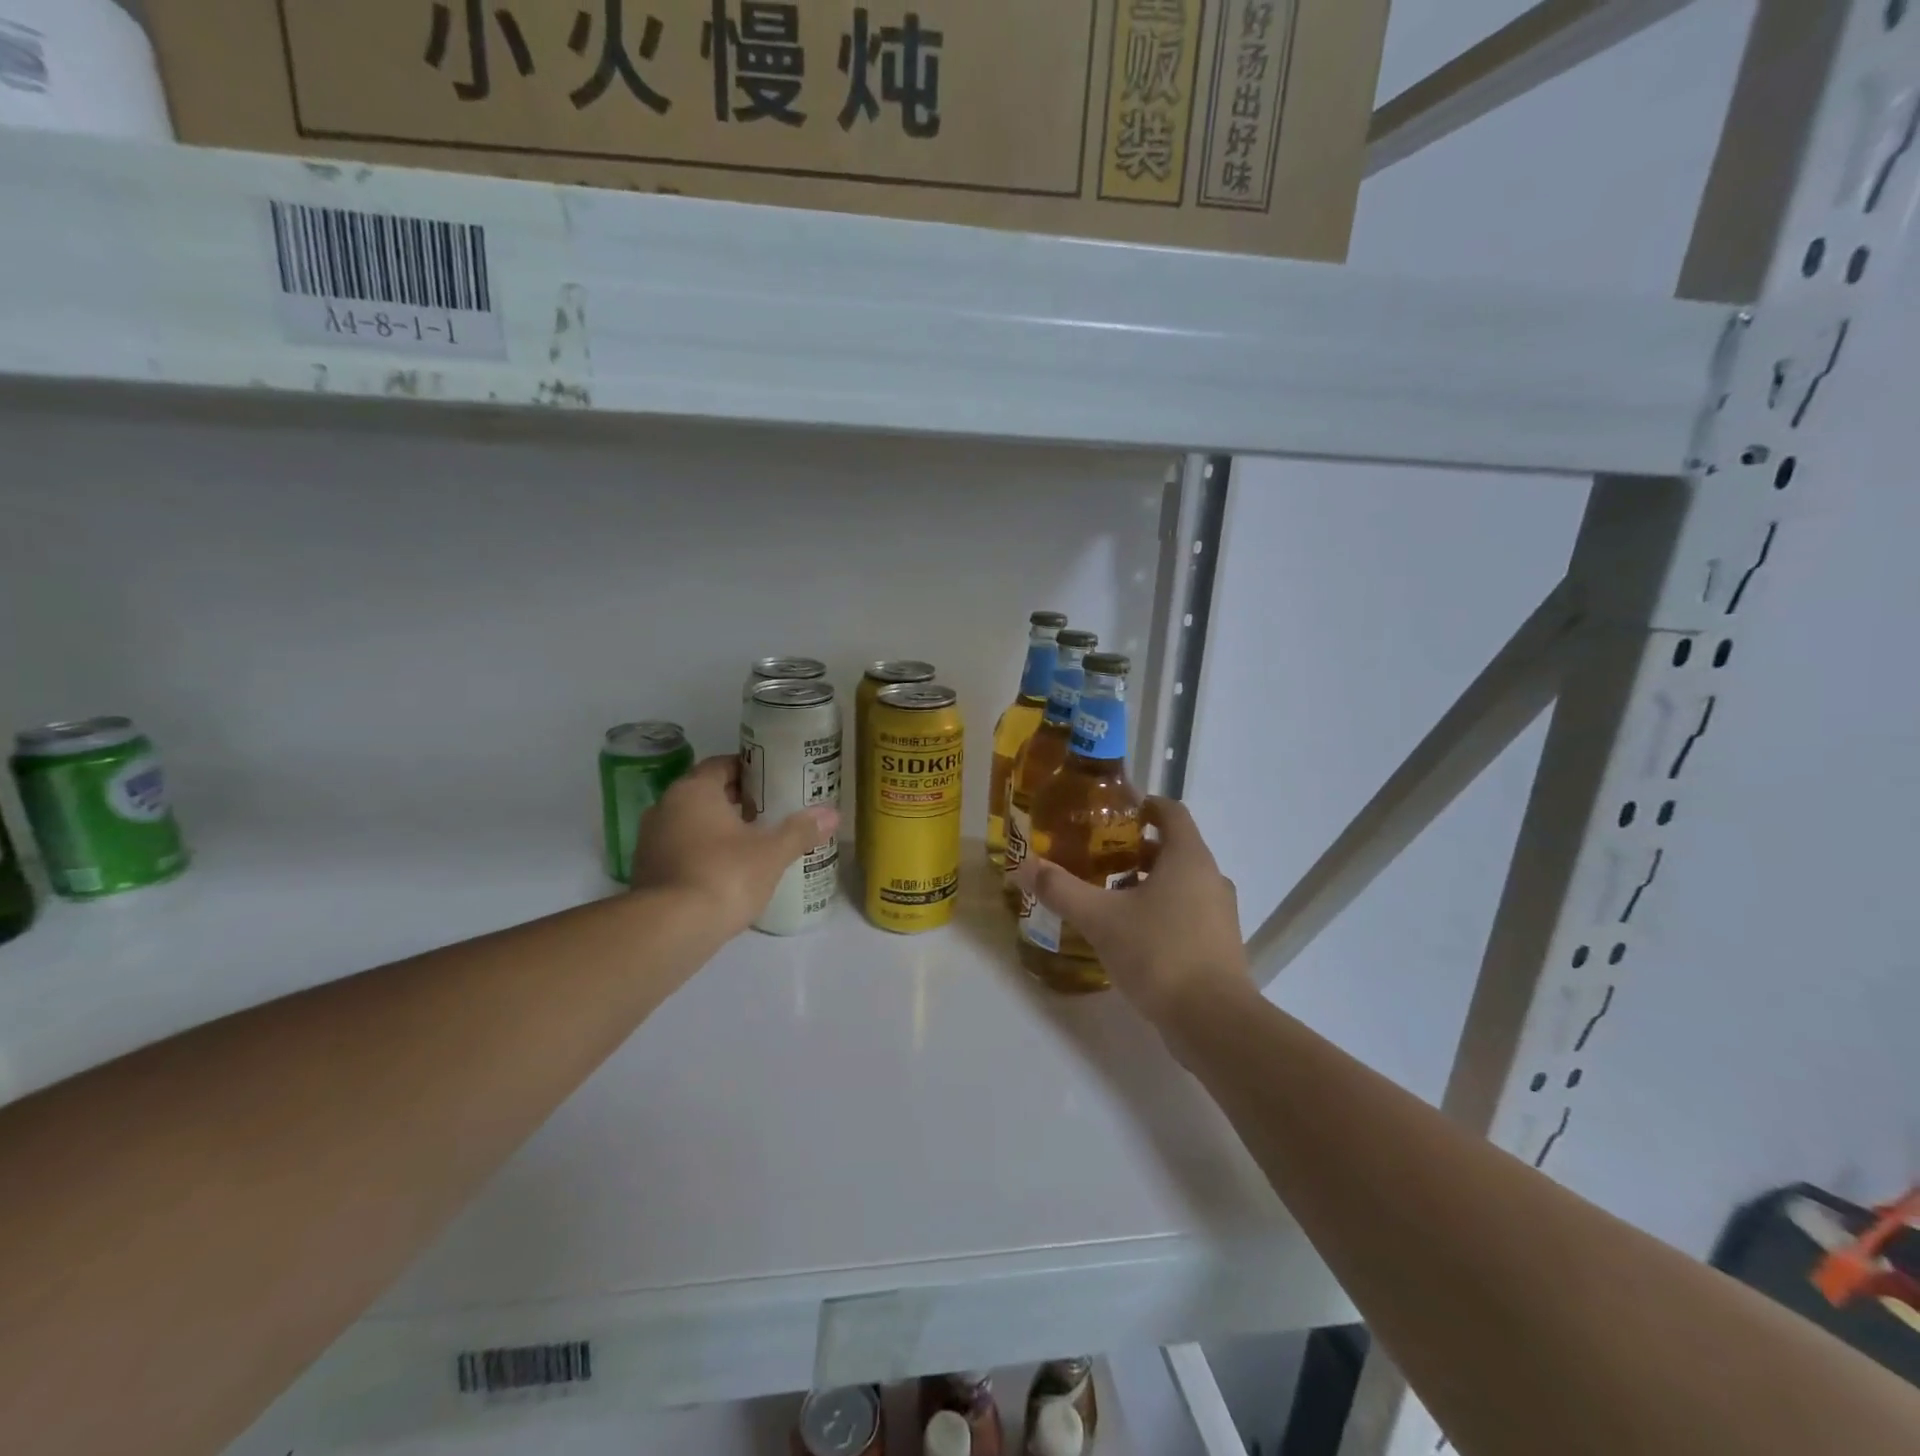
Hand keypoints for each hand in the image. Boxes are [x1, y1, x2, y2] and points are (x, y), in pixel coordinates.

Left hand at [628, 755, 836, 938]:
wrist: (670, 930)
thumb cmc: (724, 875)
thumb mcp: (772, 853)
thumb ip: (800, 831)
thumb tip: (832, 814)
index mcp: (693, 790)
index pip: (721, 765)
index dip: (748, 770)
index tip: (773, 781)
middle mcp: (665, 807)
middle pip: (705, 793)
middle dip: (735, 800)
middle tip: (768, 812)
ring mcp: (650, 841)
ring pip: (689, 823)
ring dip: (716, 829)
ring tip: (750, 843)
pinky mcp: (645, 872)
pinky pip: (679, 851)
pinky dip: (701, 854)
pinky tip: (725, 872)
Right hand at [1011, 797, 1246, 1025]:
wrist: (1214, 1022)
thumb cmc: (1159, 953)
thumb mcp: (1100, 919)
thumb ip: (1061, 889)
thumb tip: (1022, 865)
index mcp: (1188, 857)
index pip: (1171, 811)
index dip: (1143, 806)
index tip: (1112, 814)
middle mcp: (1211, 877)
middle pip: (1174, 848)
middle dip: (1136, 848)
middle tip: (1097, 856)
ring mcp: (1220, 913)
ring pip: (1182, 883)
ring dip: (1148, 882)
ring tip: (1109, 896)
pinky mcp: (1220, 944)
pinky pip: (1188, 912)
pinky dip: (1162, 910)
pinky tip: (1131, 934)